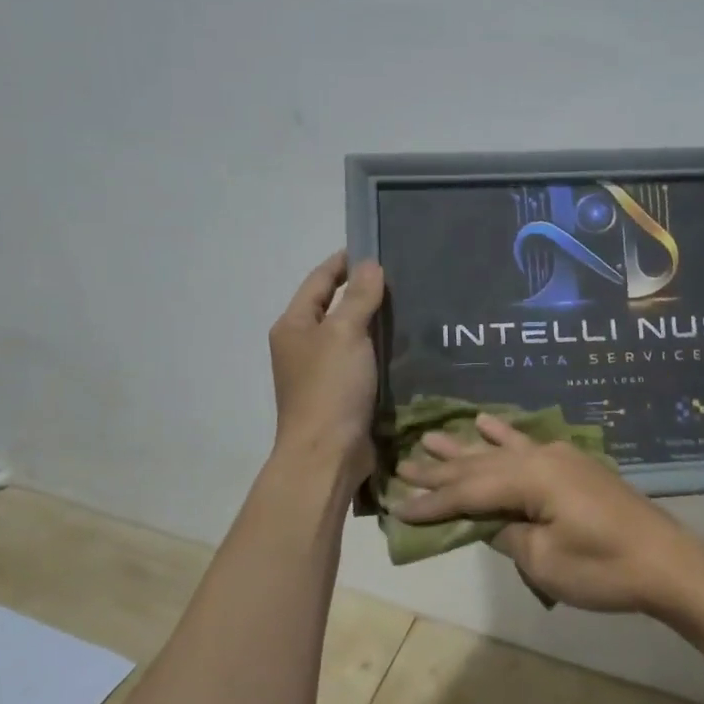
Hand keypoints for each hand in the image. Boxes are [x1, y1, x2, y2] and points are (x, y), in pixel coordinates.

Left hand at [269, 252, 384, 486]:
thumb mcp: (345, 333)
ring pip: (350, 336)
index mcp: (294, 326)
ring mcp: (320, 372)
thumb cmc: (330, 388)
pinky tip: (405, 345)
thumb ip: (358, 297)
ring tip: (409, 306)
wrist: (327, 455)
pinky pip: (361, 361)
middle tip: (401, 277)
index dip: (343, 262)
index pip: (319, 281)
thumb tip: (369, 265)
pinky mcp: (340, 394)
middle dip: (362, 291)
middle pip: (333, 307)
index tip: (373, 248)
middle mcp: (302, 346)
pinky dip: (378, 350)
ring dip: (373, 322)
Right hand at [392, 413, 698, 612]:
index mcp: (531, 478)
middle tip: (401, 465)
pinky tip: (484, 422)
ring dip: (463, 448)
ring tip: (429, 437)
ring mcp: (558, 456)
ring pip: (499, 451)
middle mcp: (540, 457)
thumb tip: (485, 521)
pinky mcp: (571, 464)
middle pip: (479, 464)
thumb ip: (506, 535)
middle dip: (440, 469)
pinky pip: (527, 443)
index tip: (398, 505)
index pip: (469, 491)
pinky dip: (503, 433)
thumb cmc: (605, 569)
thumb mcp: (545, 561)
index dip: (433, 501)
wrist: (667, 563)